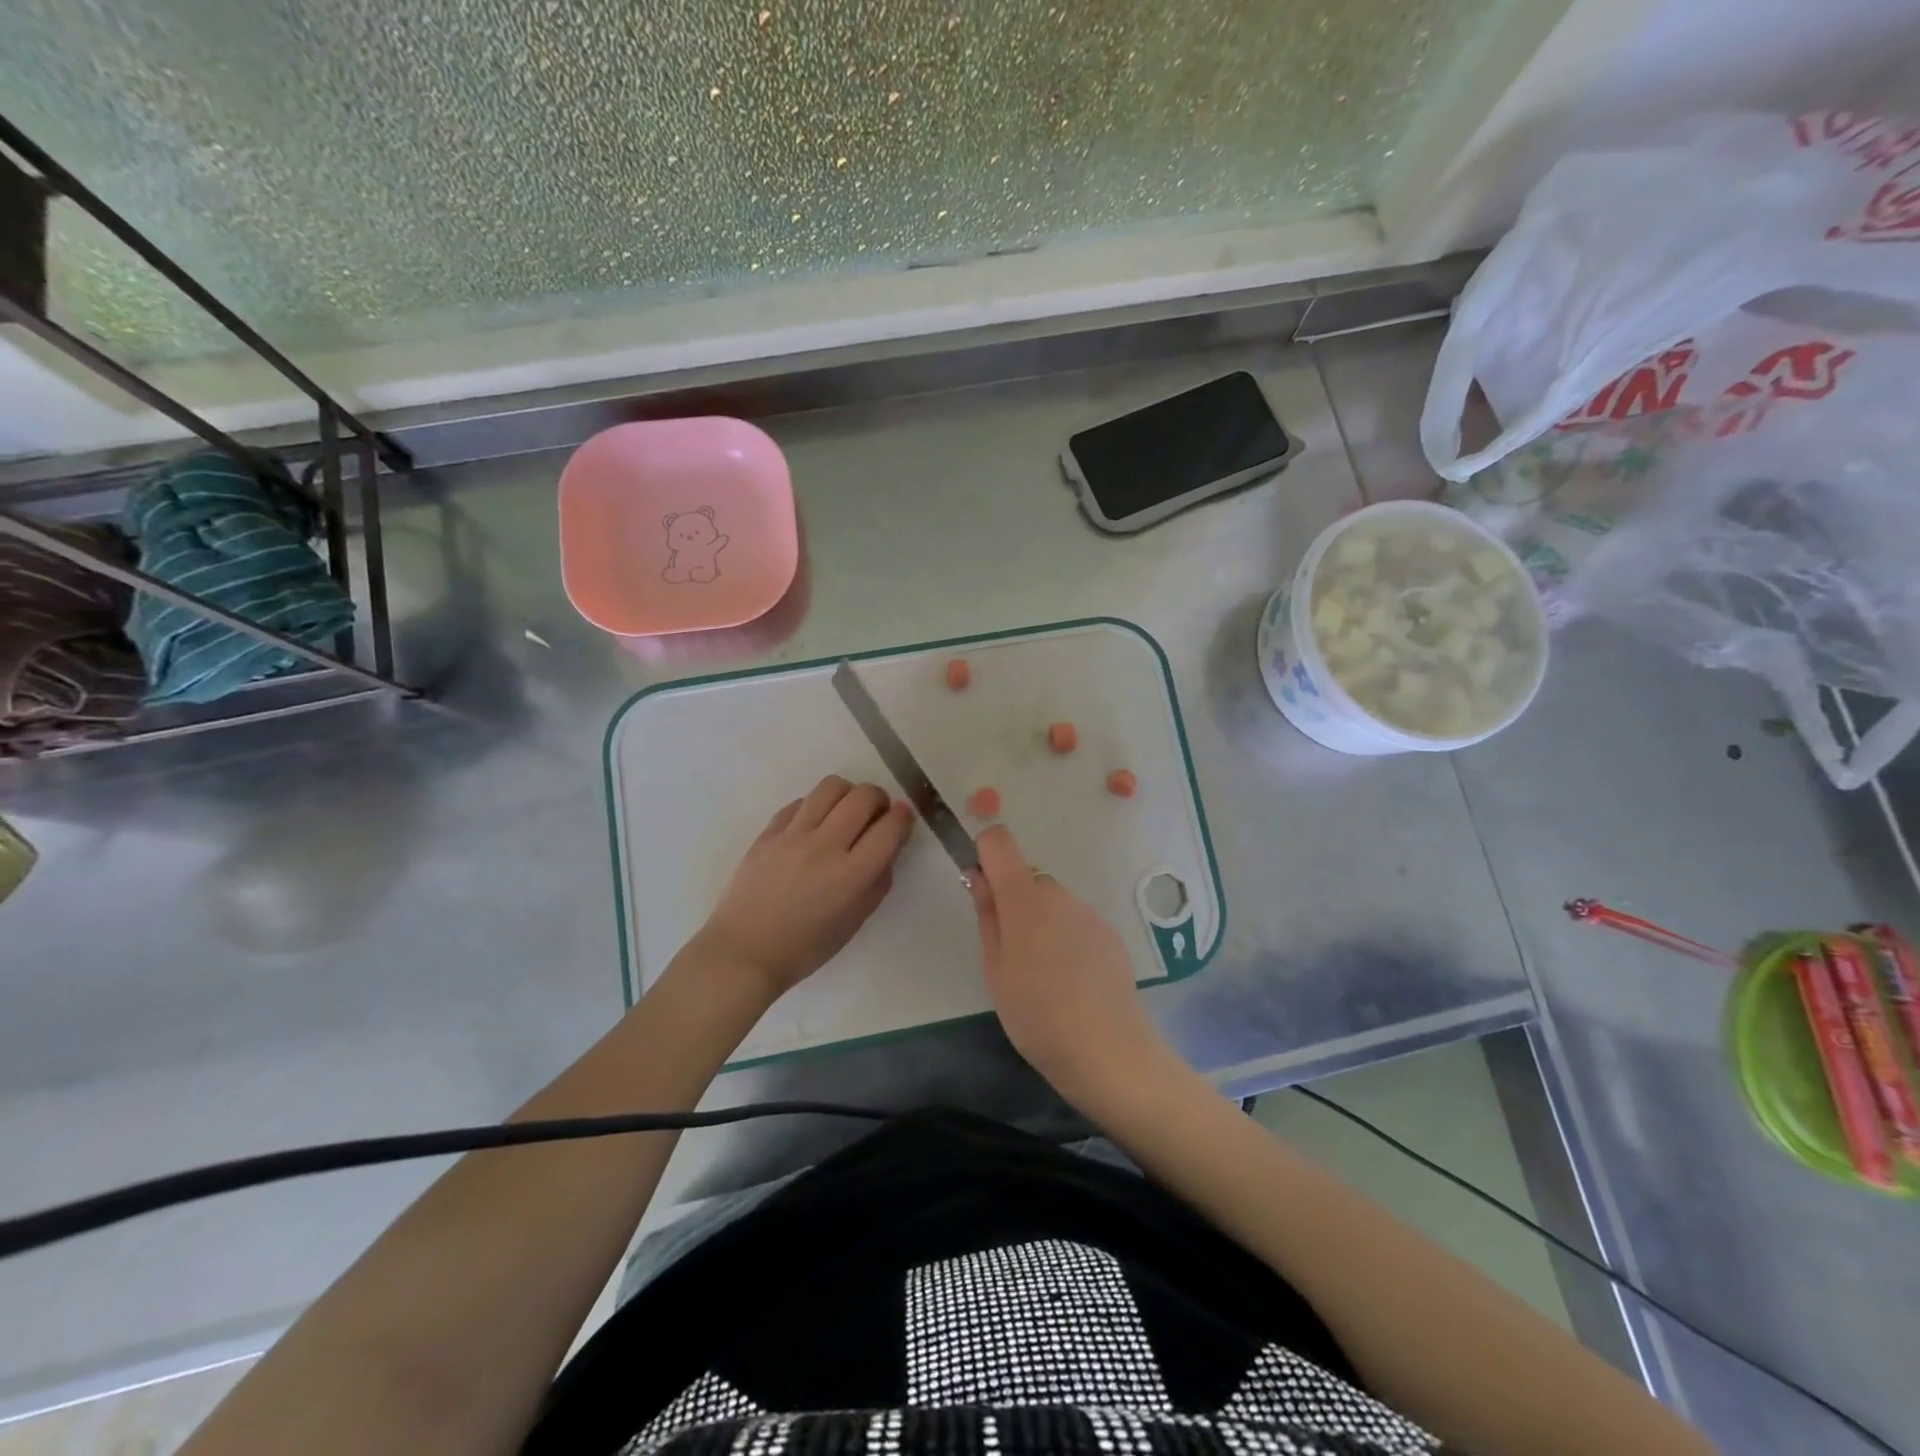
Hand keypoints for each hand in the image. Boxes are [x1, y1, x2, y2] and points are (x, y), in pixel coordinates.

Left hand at [691, 775, 914, 1002]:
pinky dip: (816, 806)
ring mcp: (793, 835)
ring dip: (848, 793)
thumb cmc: (805, 948)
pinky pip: (800, 802)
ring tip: (845, 810)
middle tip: (876, 812)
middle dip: (879, 798)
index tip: (903, 817)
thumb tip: (886, 849)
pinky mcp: (768, 833)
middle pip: (862, 797)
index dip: (903, 817)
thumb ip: (877, 882)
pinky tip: (814, 824)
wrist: (744, 952)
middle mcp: (825, 846)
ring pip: (830, 787)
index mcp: (852, 875)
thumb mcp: (855, 922)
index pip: (890, 828)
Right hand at [969, 824, 1171, 1106]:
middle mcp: (1058, 894)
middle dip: (1014, 902)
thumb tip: (978, 876)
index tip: (980, 886)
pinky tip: (1072, 980)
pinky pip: (1076, 921)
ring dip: (1042, 922)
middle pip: (1027, 878)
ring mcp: (1088, 912)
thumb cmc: (1036, 1013)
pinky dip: (1067, 938)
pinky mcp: (1109, 933)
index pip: (999, 842)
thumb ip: (987, 915)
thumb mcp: (995, 969)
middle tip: (1011, 953)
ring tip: (1043, 974)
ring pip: (1053, 902)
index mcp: (1024, 898)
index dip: (985, 852)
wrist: (1107, 1049)